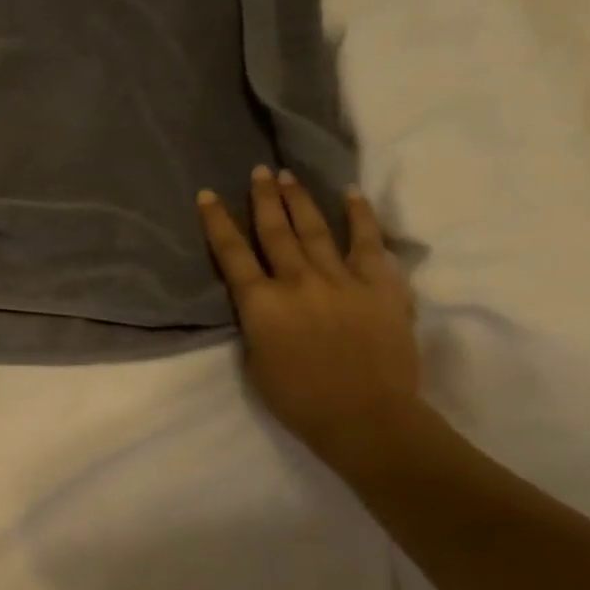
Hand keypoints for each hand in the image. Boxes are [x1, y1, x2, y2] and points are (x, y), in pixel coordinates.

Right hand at [198, 167, 426, 481]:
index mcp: (260, 303)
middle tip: (258, 171)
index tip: (207, 195)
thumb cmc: (297, 397)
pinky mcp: (382, 288)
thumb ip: (255, 320)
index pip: (231, 253)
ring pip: (316, 230)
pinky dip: (360, 218)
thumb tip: (262, 298)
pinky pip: (369, 244)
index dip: (217, 222)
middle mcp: (298, 282)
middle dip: (263, 199)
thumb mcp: (254, 358)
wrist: (367, 418)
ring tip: (288, 176)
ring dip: (300, 200)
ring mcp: (343, 281)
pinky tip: (351, 195)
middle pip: (275, 232)